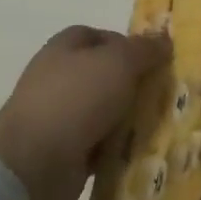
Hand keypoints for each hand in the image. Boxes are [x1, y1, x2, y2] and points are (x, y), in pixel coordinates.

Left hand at [0, 26, 169, 199]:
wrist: (34, 163)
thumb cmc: (76, 99)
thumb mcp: (118, 63)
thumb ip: (143, 49)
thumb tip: (163, 39)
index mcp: (65, 48)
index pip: (100, 36)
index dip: (128, 44)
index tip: (155, 60)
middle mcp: (59, 78)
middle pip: (105, 75)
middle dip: (134, 84)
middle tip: (166, 95)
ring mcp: (60, 116)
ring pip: (105, 111)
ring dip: (129, 119)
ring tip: (163, 126)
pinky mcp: (64, 151)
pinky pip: (100, 145)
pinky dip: (119, 149)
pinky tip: (142, 153)